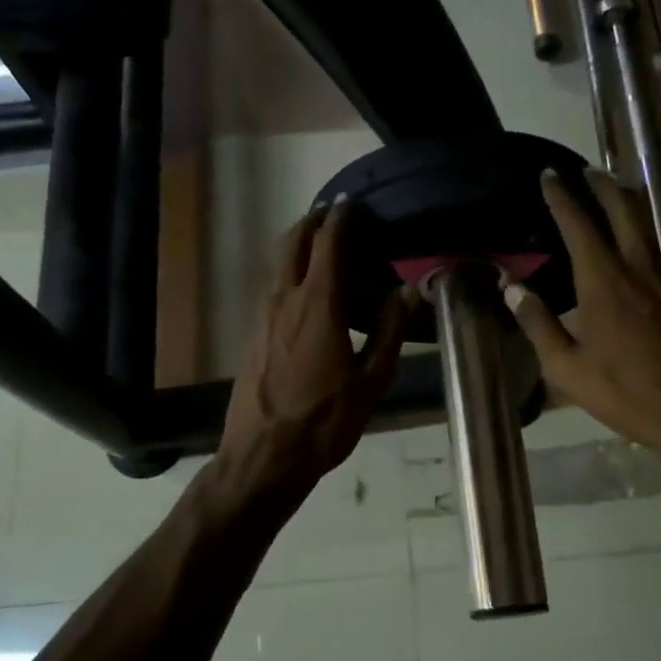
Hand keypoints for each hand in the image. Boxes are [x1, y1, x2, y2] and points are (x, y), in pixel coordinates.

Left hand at [216, 198, 412, 499]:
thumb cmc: (324, 421)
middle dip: (312, 222)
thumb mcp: (370, 381)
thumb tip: (408, 290)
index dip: (340, 219)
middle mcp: (285, 299)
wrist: (263, 456)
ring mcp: (263, 315)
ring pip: (278, 263)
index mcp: (318, 304)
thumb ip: (389, 331)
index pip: (327, 244)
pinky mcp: (253, 333)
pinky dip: (289, 271)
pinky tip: (305, 291)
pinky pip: (272, 286)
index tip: (351, 204)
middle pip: (293, 242)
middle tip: (333, 217)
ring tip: (321, 247)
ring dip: (297, 245)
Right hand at [503, 171, 660, 475]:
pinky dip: (637, 234)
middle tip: (586, 169)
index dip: (562, 196)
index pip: (579, 224)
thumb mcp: (566, 367)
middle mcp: (637, 269)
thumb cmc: (625, 392)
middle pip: (623, 210)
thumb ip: (538, 323)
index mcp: (604, 281)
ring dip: (626, 204)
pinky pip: (654, 251)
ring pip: (645, 227)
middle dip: (603, 184)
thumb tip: (512, 287)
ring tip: (610, 193)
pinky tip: (630, 250)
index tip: (550, 174)